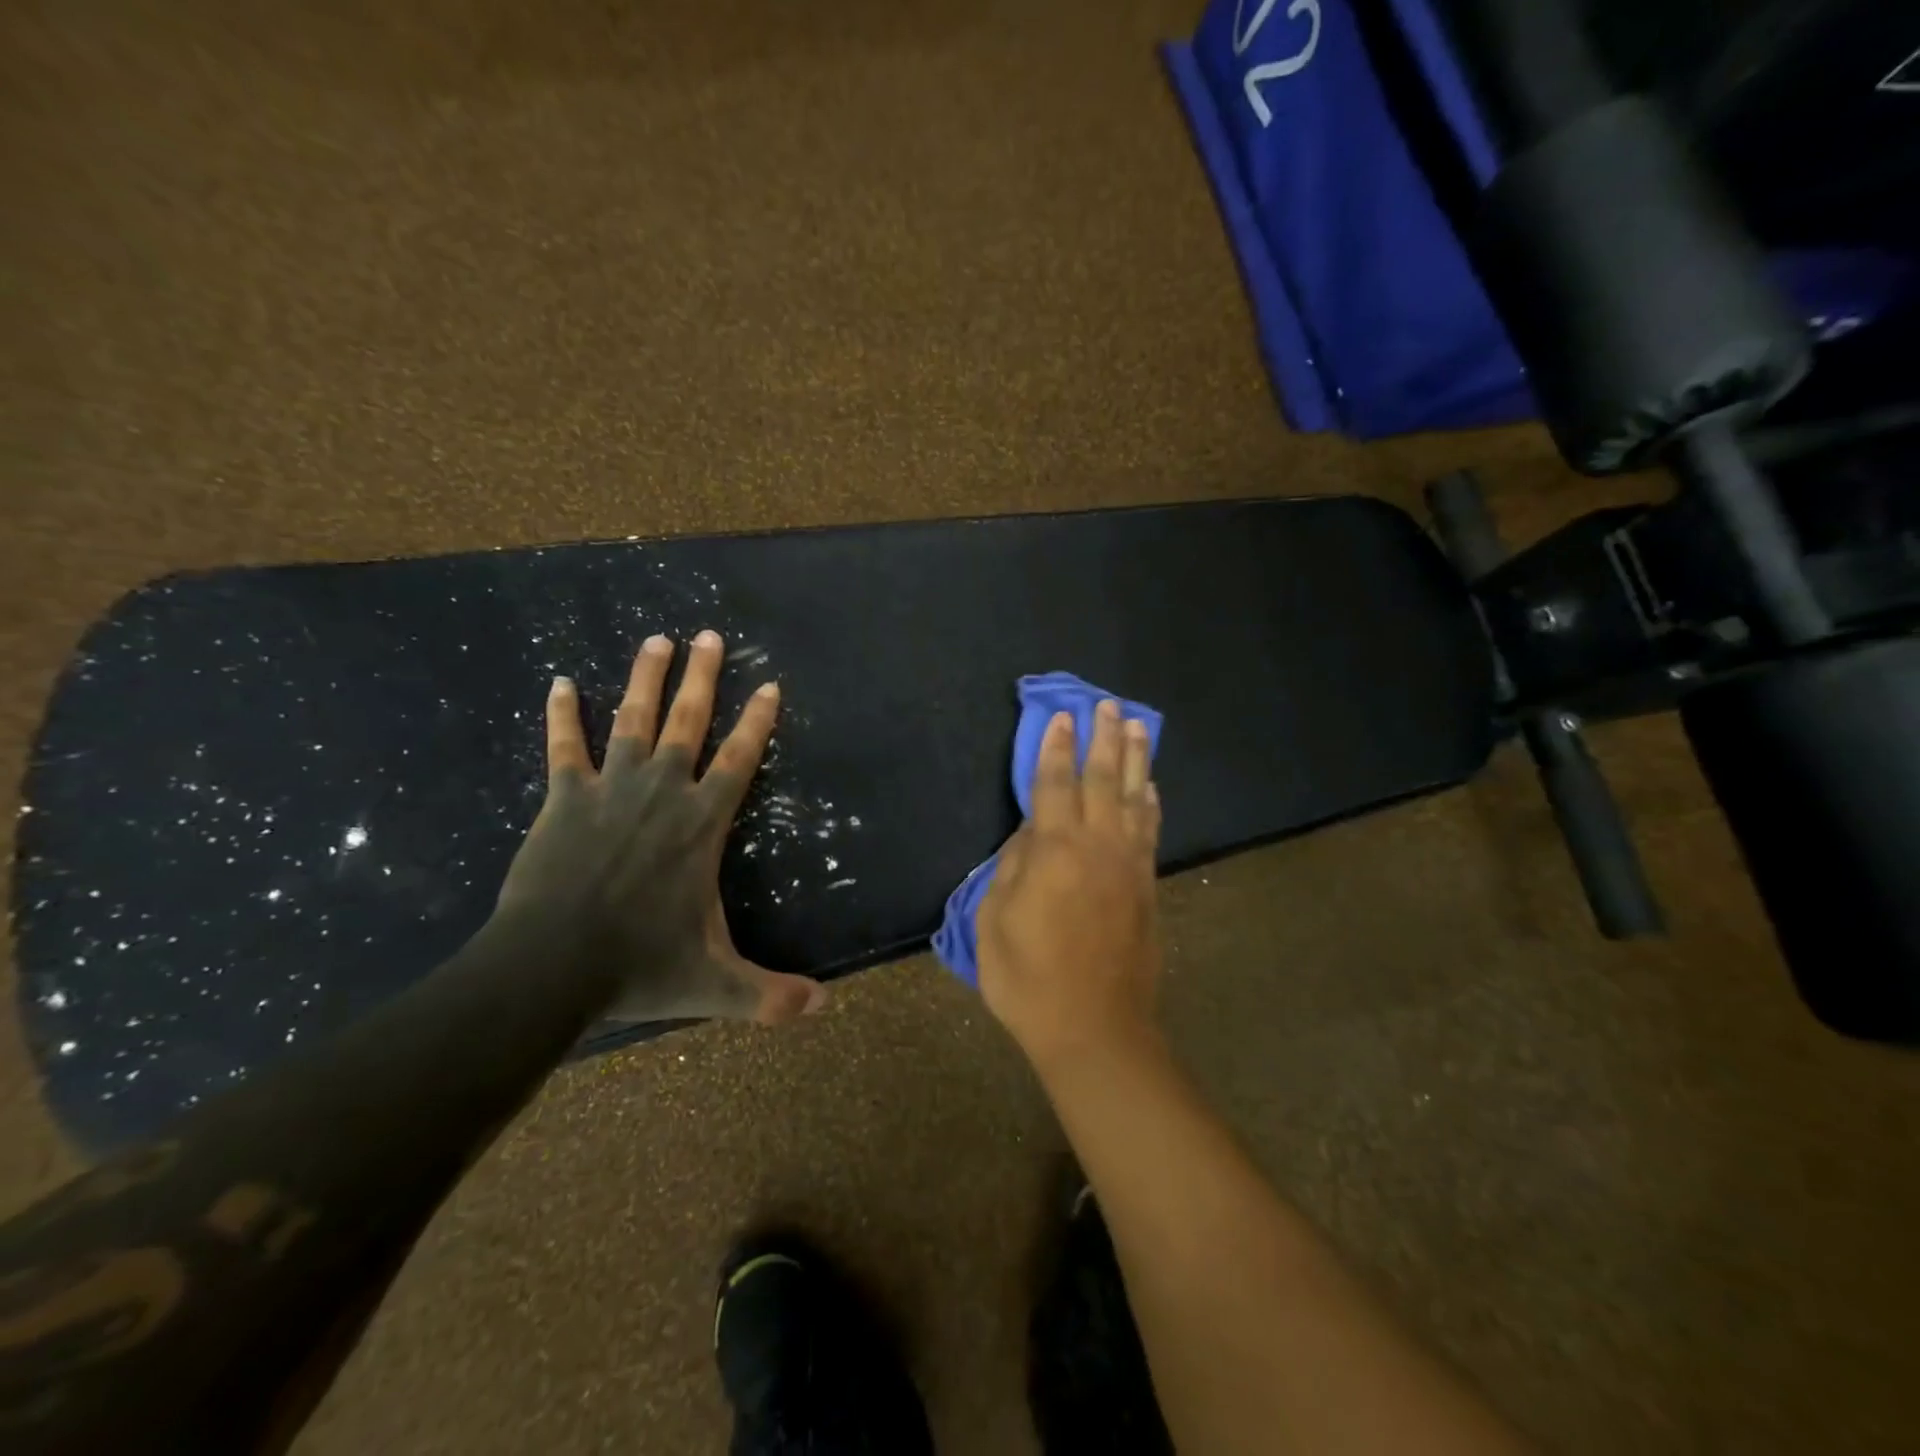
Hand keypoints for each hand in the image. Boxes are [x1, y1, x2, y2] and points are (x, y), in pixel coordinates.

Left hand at [495, 630, 827, 1024]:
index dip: (758, 720)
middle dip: (703, 677)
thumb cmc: (640, 967)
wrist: (550, 969)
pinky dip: (561, 715)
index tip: (769, 684)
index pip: (740, 758)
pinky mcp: (564, 800)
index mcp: (703, 823)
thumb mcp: (717, 985)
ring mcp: (611, 790)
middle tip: (709, 635)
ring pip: (632, 720)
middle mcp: (663, 792)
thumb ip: (772, 995)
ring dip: (644, 677)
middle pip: (687, 722)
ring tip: (656, 638)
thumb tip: (825, 1008)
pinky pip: (563, 748)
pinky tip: (558, 682)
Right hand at [976, 700, 1162, 1070]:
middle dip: (1103, 739)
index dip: (1056, 749)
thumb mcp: (995, 921)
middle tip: (1107, 705)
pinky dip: (1150, 803)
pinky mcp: (1147, 887)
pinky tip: (1150, 786)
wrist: (1094, 1027)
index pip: (1055, 785)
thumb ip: (1011, 868)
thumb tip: (1030, 834)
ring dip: (1135, 759)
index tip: (1063, 718)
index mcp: (1054, 851)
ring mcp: (1129, 865)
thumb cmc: (1029, 978)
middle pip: (1102, 779)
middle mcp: (1097, 846)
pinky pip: (1150, 831)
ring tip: (1136, 727)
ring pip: (1134, 798)